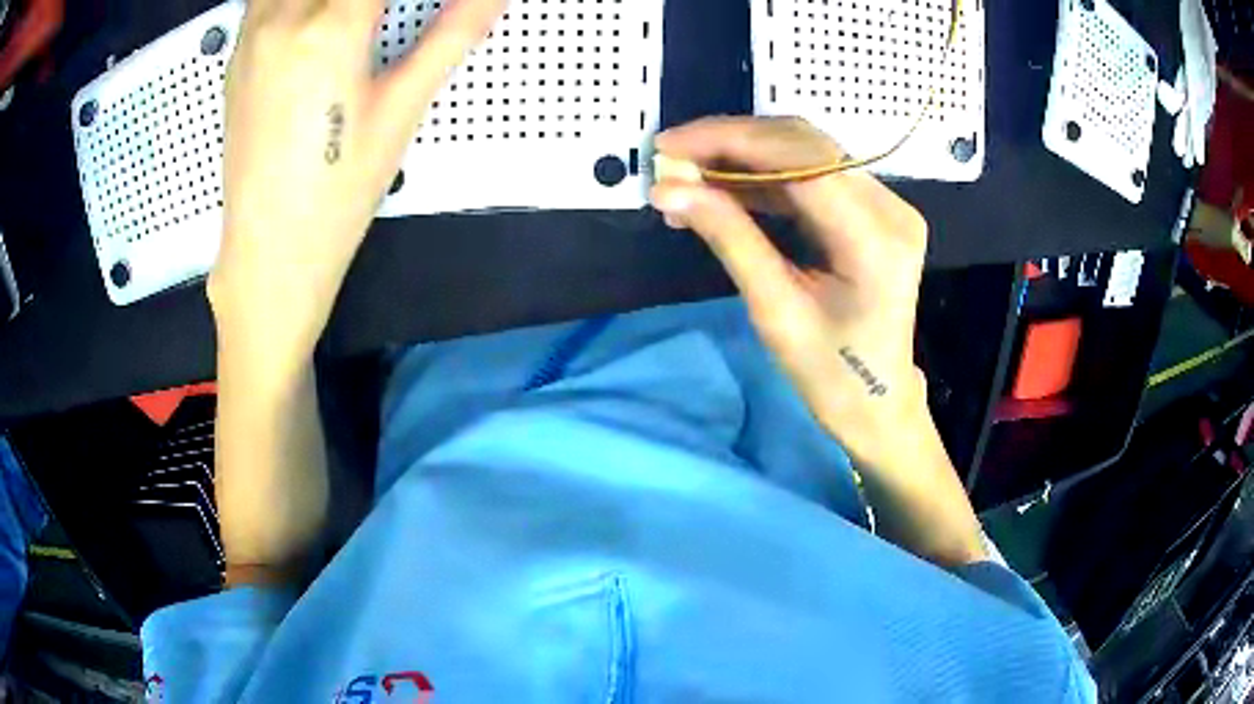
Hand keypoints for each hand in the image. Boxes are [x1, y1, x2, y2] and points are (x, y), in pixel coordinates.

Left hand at [208, 0, 507, 369]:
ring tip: (358, 21)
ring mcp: (252, 34)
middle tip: (383, 21)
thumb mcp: (402, 110)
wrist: (268, 251)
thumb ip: (452, 35)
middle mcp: (282, 18)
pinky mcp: (237, 54)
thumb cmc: (338, 191)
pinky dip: (303, 0)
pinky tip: (320, 21)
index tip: (429, 8)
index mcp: (329, 28)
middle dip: (371, 1)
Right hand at [651, 117, 929, 467]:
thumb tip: (667, 189)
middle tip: (674, 157)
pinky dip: (765, 177)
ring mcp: (887, 205)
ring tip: (690, 175)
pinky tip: (725, 189)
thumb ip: (728, 238)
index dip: (730, 141)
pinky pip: (814, 175)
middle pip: (805, 144)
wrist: (878, 402)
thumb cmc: (831, 373)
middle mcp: (891, 207)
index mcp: (875, 238)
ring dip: (745, 156)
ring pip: (807, 153)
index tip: (669, 147)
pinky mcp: (874, 210)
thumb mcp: (775, 310)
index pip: (800, 160)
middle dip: (733, 141)